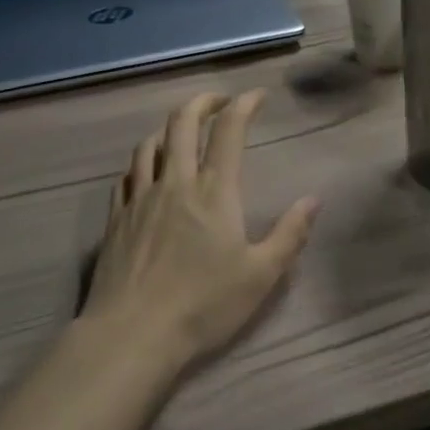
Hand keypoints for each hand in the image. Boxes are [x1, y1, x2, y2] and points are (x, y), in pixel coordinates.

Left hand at [83, 90, 318, 370]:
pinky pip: (126, 175)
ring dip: (169, 129)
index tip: (256, 96)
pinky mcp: (116, 218)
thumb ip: (290, 234)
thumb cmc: (203, 304)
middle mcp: (175, 182)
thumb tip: (314, 200)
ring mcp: (140, 197)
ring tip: (182, 133)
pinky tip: (146, 172)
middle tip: (218, 101)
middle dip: (203, 102)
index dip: (244, 104)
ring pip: (150, 144)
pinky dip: (141, 162)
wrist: (132, 334)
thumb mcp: (261, 275)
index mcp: (213, 190)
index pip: (229, 130)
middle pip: (182, 123)